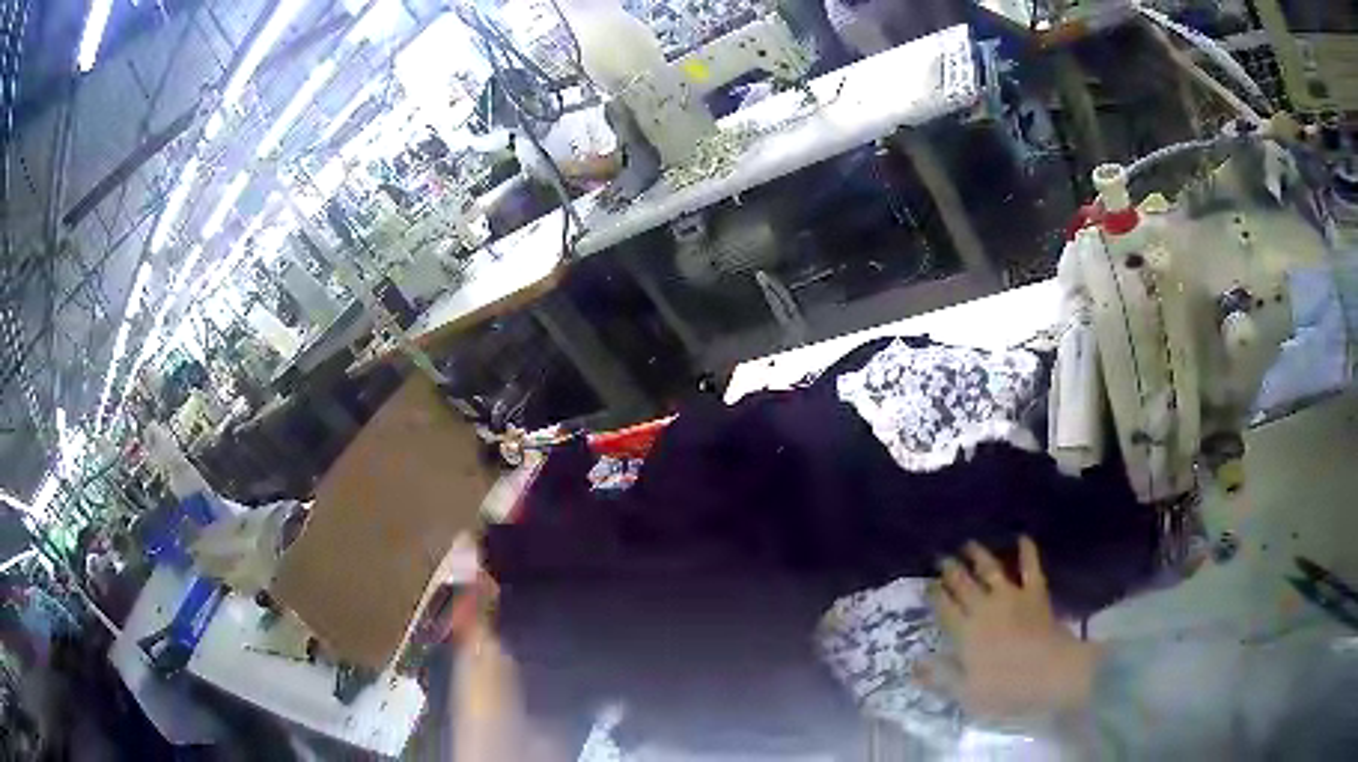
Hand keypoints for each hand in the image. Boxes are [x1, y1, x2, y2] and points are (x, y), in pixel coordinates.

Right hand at [928, 536, 1099, 718]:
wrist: (1051, 673)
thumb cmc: (1006, 689)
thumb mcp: (965, 693)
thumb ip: (940, 676)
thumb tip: (914, 662)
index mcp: (965, 632)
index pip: (943, 608)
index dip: (934, 594)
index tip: (926, 583)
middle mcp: (984, 608)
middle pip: (963, 584)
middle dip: (950, 570)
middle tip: (941, 557)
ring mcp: (1012, 597)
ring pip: (991, 570)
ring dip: (979, 556)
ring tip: (969, 544)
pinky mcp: (1035, 594)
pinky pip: (1030, 568)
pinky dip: (1027, 551)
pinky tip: (1023, 537)